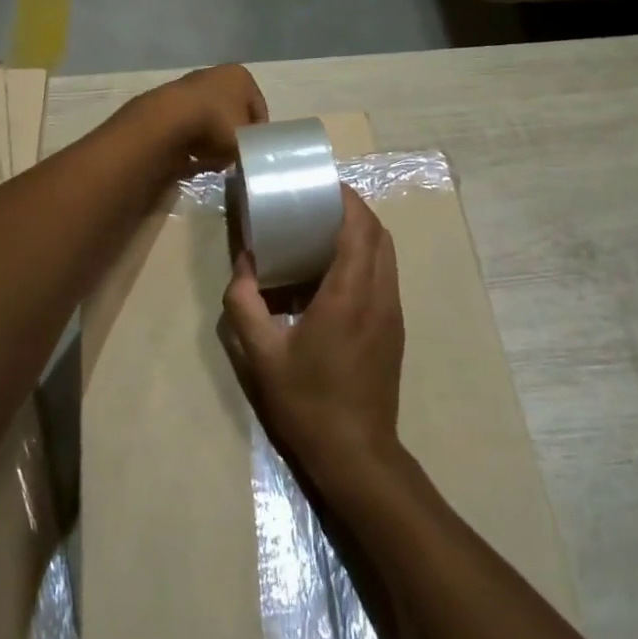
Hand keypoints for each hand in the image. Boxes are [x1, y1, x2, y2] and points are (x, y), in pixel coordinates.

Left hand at [139, 64, 268, 171]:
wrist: (167, 122)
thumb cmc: (217, 125)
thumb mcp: (245, 141)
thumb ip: (249, 145)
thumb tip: (240, 152)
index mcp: (240, 77)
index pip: (258, 108)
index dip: (258, 133)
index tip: (254, 152)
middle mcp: (215, 74)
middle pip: (231, 110)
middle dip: (231, 133)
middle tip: (233, 157)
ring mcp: (188, 85)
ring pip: (207, 117)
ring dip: (209, 137)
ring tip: (211, 160)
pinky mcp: (166, 101)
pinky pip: (186, 124)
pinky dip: (189, 138)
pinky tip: (190, 156)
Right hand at [222, 185, 403, 487]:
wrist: (357, 454)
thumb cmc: (307, 402)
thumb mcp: (262, 355)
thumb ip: (245, 304)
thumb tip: (243, 265)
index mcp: (349, 294)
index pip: (360, 227)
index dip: (346, 198)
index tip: (322, 184)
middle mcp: (378, 294)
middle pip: (378, 233)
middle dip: (353, 209)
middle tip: (318, 203)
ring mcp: (392, 311)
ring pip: (386, 253)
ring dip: (362, 232)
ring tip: (325, 230)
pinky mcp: (395, 327)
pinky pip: (385, 274)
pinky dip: (366, 256)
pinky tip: (335, 271)